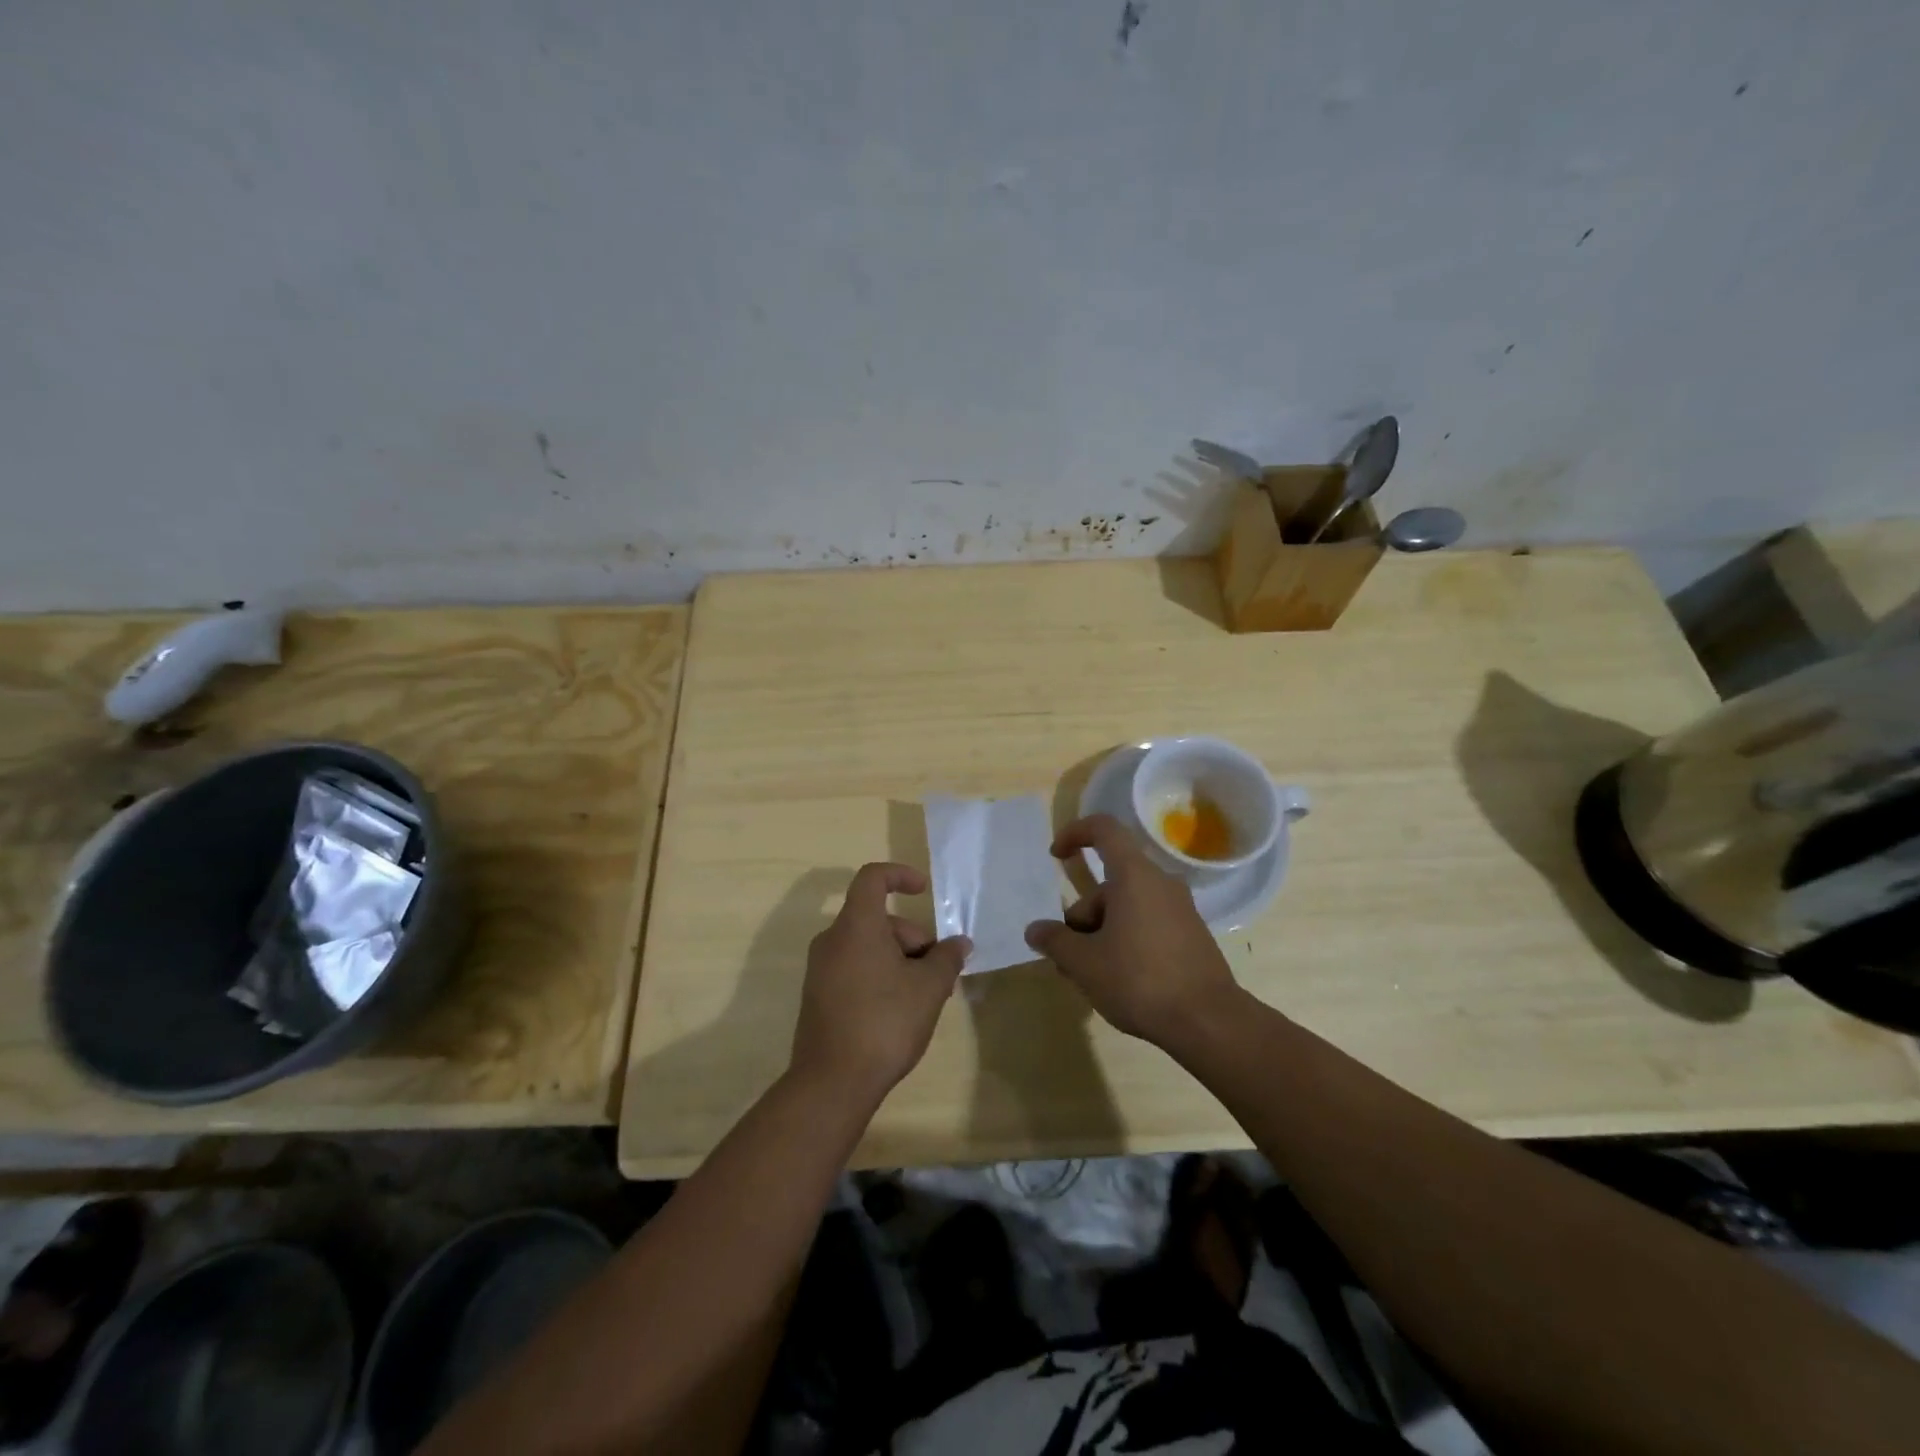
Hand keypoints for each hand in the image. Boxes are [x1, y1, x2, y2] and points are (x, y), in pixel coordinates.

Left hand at [790, 863, 969, 1104]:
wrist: (833, 1082)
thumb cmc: (885, 1022)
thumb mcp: (929, 988)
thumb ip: (947, 957)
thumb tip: (959, 943)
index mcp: (856, 926)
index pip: (872, 878)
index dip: (899, 875)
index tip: (923, 890)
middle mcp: (832, 939)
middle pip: (876, 919)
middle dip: (911, 937)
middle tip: (937, 971)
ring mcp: (821, 969)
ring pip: (867, 945)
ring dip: (899, 959)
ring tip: (924, 996)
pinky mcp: (818, 995)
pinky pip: (854, 967)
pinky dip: (879, 974)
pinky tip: (899, 1010)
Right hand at [1024, 814, 1242, 1047]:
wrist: (1209, 1022)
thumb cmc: (1140, 980)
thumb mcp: (1085, 963)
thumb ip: (1055, 941)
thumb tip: (1035, 930)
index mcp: (1135, 876)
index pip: (1104, 830)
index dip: (1075, 833)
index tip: (1055, 856)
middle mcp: (1161, 883)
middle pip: (1109, 884)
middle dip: (1082, 916)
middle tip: (1067, 957)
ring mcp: (1180, 910)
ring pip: (1126, 907)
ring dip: (1101, 933)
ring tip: (1089, 976)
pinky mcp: (1190, 936)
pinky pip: (1147, 924)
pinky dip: (1125, 941)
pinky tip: (1118, 979)